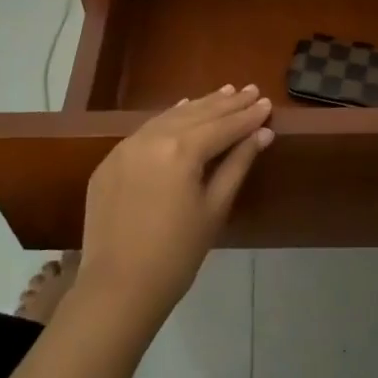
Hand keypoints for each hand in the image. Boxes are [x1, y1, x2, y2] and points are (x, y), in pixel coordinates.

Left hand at [75, 85, 273, 333]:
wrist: (118, 287)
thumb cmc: (178, 253)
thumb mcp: (215, 208)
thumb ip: (238, 164)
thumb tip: (262, 133)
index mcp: (181, 150)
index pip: (223, 126)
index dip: (247, 116)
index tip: (267, 103)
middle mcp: (152, 138)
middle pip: (197, 115)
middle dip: (226, 103)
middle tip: (250, 90)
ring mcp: (126, 147)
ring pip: (169, 117)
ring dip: (199, 106)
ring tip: (223, 93)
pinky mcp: (110, 161)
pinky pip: (145, 130)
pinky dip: (168, 119)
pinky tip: (182, 110)